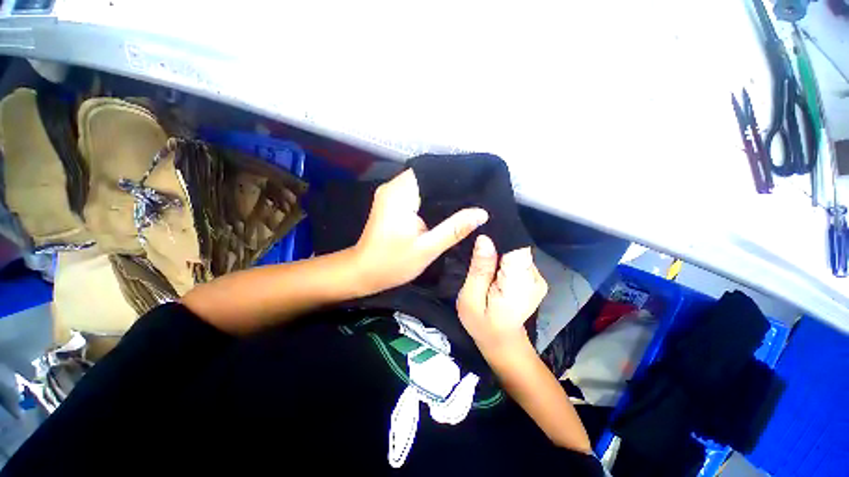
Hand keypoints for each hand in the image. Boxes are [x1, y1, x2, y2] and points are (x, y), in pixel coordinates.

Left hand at [352, 169, 488, 294]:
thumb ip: (454, 229)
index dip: (453, 174)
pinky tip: (446, 207)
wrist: (363, 272)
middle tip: (475, 193)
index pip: (431, 171)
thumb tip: (481, 213)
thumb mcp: (427, 248)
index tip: (476, 182)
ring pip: (421, 184)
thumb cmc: (392, 263)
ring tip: (465, 199)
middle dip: (450, 184)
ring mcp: (390, 194)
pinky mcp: (391, 202)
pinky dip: (430, 198)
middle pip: (427, 176)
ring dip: (440, 191)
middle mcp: (393, 187)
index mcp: (400, 193)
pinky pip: (415, 192)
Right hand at [456, 235, 547, 354]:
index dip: (499, 235)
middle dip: (495, 244)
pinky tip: (493, 268)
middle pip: (515, 246)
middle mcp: (534, 276)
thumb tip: (485, 239)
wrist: (502, 340)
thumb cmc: (482, 323)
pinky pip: (517, 258)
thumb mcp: (471, 298)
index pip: (516, 246)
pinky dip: (504, 258)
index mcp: (518, 283)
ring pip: (516, 251)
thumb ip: (479, 269)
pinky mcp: (534, 277)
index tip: (482, 233)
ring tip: (483, 261)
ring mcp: (537, 277)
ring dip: (499, 252)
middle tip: (477, 252)